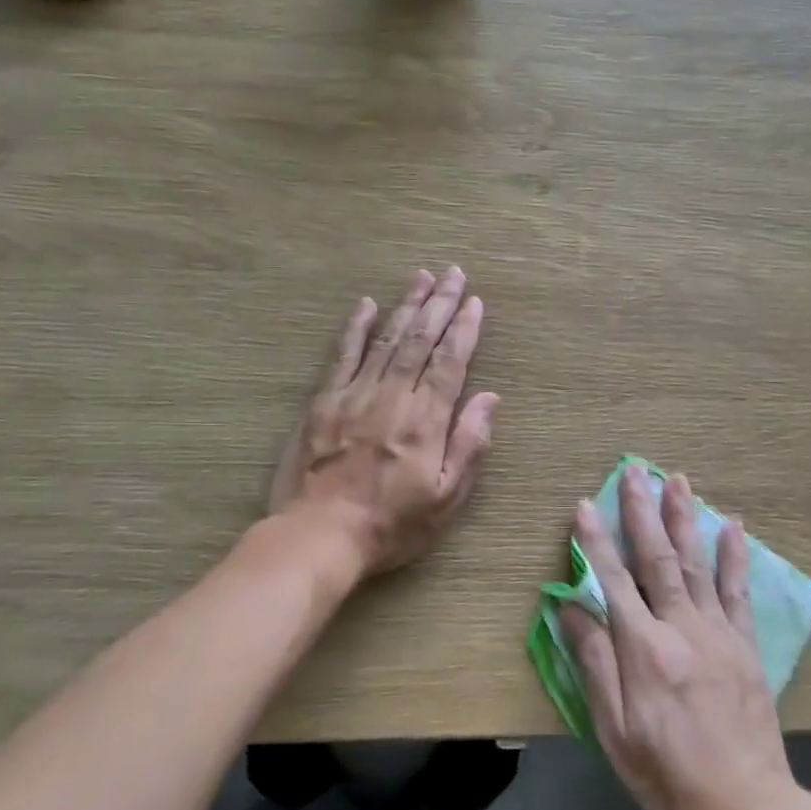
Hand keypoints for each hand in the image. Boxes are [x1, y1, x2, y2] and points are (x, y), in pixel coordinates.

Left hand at [270, 266, 499, 577]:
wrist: (319, 536)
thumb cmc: (391, 524)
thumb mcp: (446, 499)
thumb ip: (469, 445)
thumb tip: (491, 398)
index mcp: (425, 421)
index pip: (450, 362)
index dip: (464, 329)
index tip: (475, 301)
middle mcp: (393, 397)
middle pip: (421, 340)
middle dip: (440, 304)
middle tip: (454, 273)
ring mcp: (355, 395)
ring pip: (387, 340)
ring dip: (406, 306)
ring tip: (422, 277)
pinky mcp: (324, 402)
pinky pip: (343, 355)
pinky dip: (356, 328)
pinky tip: (367, 305)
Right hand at [563, 465, 800, 809]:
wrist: (748, 809)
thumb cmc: (668, 776)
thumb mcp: (615, 732)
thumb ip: (594, 664)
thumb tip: (570, 608)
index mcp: (644, 651)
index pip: (613, 581)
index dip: (595, 541)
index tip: (585, 504)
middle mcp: (682, 629)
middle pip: (658, 559)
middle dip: (643, 511)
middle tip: (635, 470)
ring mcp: (719, 633)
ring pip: (698, 563)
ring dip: (685, 517)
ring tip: (678, 479)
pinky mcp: (745, 644)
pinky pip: (738, 590)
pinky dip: (735, 555)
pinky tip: (733, 525)